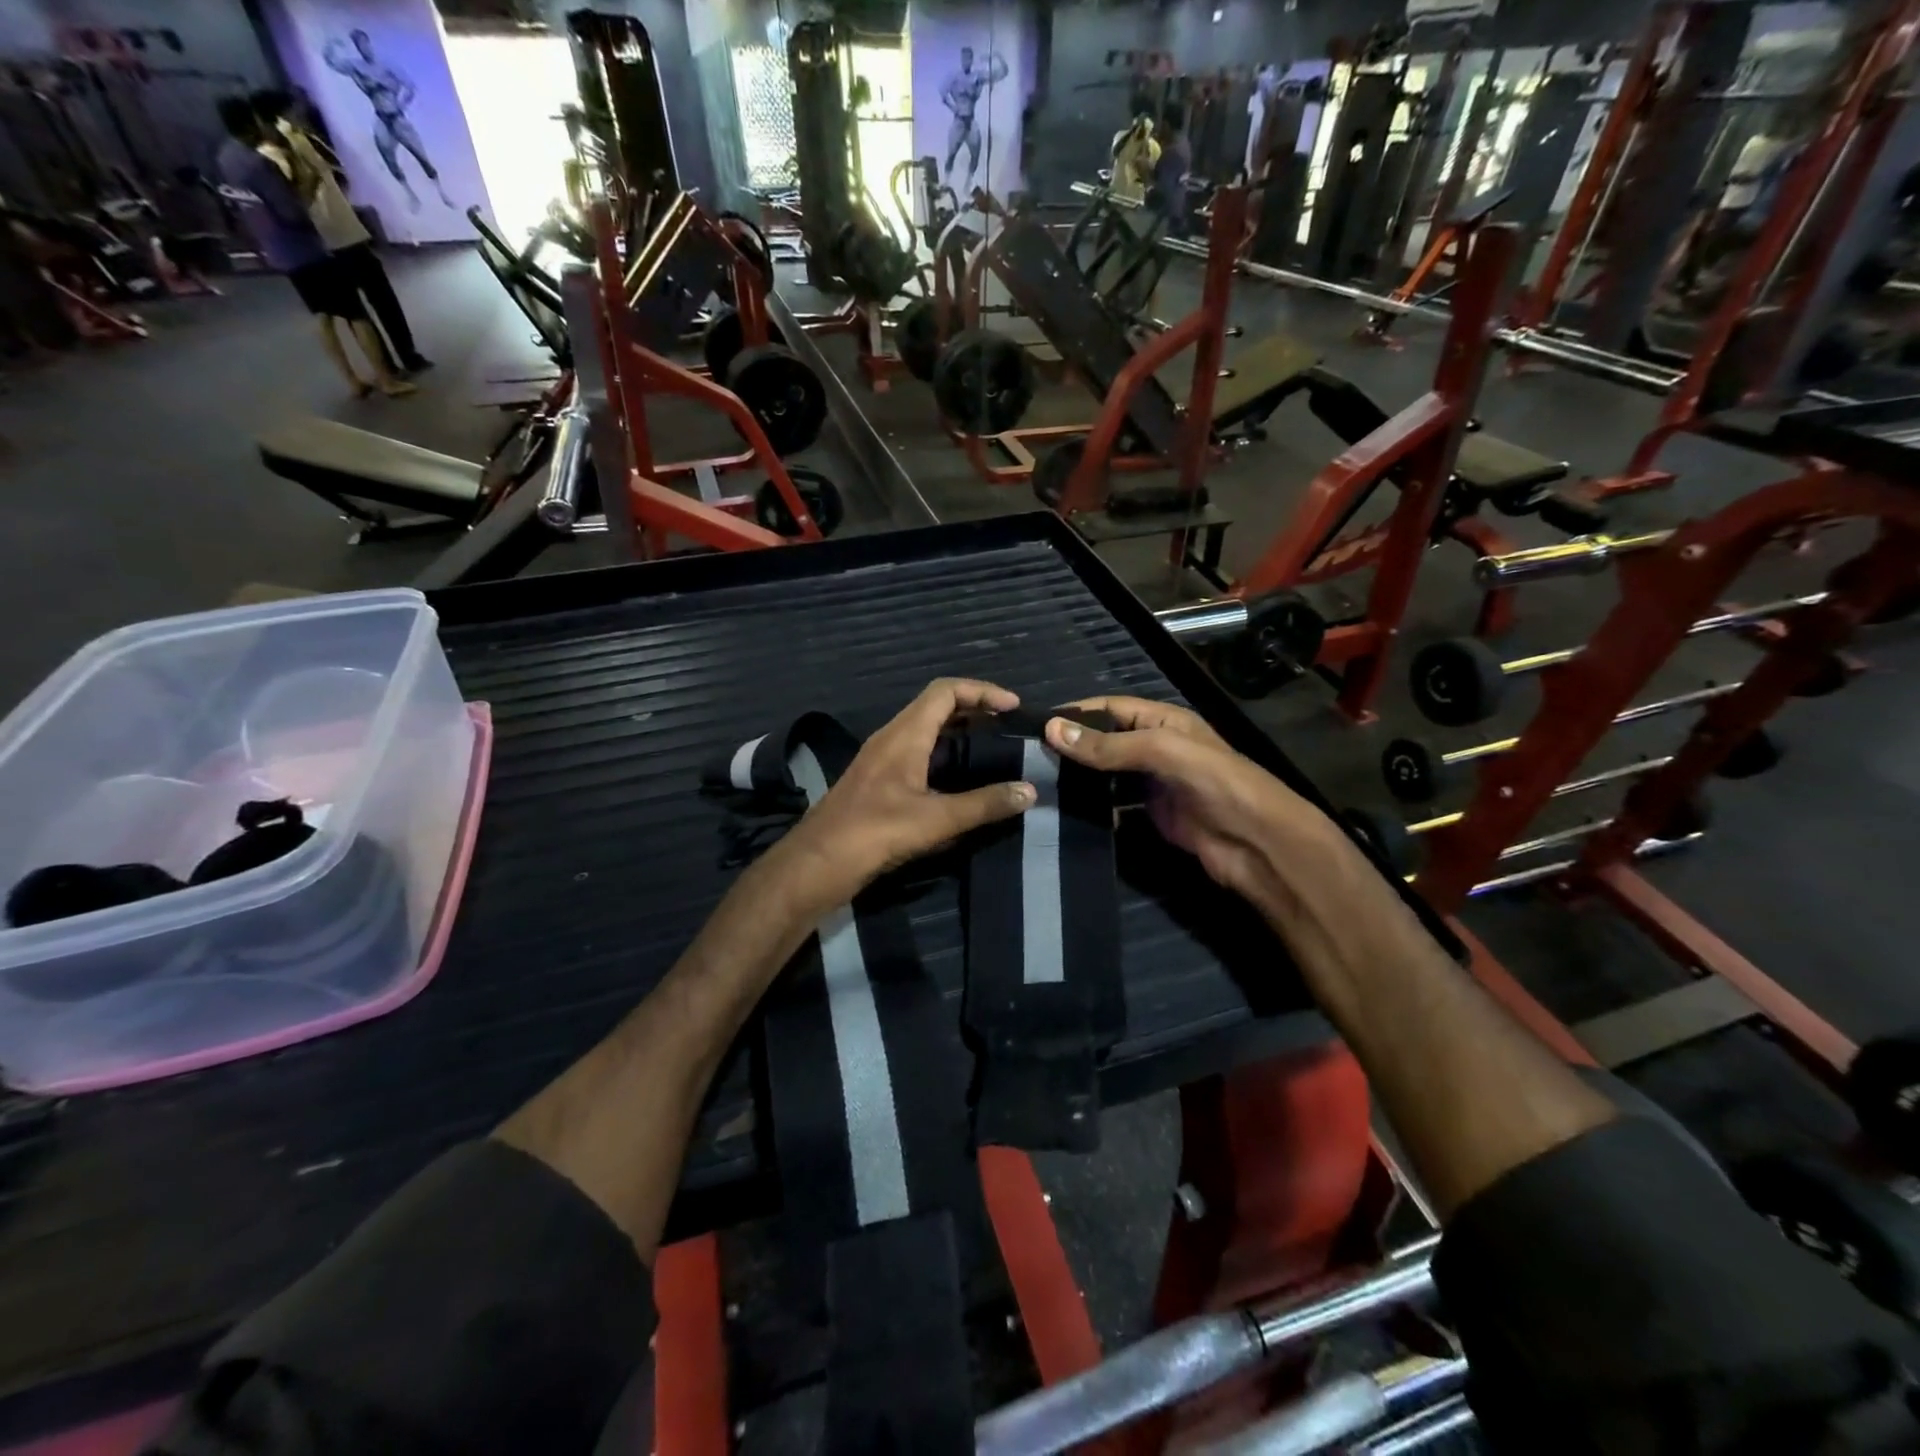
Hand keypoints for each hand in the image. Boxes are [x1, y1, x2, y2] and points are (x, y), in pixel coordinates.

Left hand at [771, 679, 1035, 913]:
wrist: (817, 863)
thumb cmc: (874, 833)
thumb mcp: (935, 820)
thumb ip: (983, 805)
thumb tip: (1029, 791)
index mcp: (904, 735)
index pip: (945, 691)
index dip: (981, 691)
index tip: (1013, 707)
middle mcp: (891, 738)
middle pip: (936, 706)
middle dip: (974, 709)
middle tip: (1008, 727)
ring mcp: (882, 760)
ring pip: (926, 730)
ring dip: (959, 732)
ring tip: (993, 748)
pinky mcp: (878, 782)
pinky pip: (918, 753)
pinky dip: (945, 754)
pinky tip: (962, 780)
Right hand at [1045, 696, 1346, 917]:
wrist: (1258, 845)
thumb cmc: (1217, 785)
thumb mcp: (1164, 752)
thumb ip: (1110, 744)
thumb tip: (1051, 728)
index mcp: (1163, 721)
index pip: (1109, 708)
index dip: (1075, 714)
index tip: (1033, 727)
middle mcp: (1156, 747)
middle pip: (1105, 740)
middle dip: (1072, 746)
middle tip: (1027, 759)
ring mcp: (1153, 783)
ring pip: (1106, 774)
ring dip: (1078, 777)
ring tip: (1037, 784)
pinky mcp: (1152, 815)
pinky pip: (1114, 805)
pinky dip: (1092, 807)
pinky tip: (1064, 812)